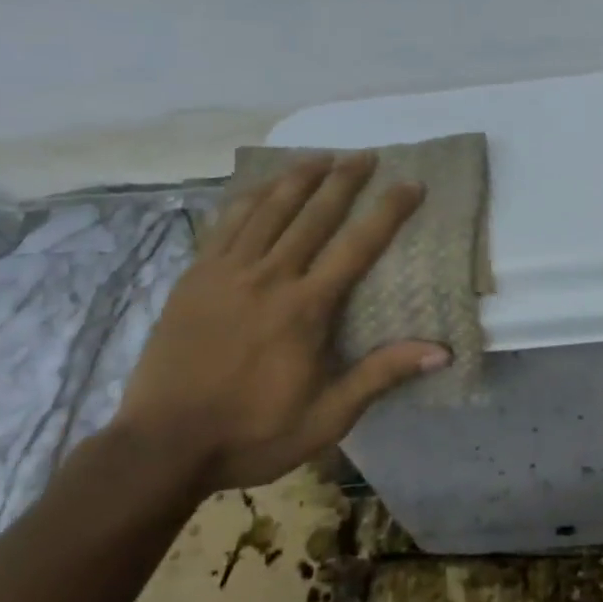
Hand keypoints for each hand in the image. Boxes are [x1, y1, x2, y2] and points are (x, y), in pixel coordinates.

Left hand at [114, 152, 448, 492]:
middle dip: (343, 180)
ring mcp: (226, 273)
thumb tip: (440, 352)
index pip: (357, 246)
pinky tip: (261, 187)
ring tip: (320, 156)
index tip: (410, 184)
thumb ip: (380, 375)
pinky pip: (226, 224)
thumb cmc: (252, 433)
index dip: (387, 211)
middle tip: (365, 154)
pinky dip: (248, 198)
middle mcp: (268, 277)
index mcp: (305, 309)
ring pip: (268, 209)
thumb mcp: (326, 417)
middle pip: (313, 215)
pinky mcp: (194, 277)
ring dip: (298, 178)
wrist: (162, 446)